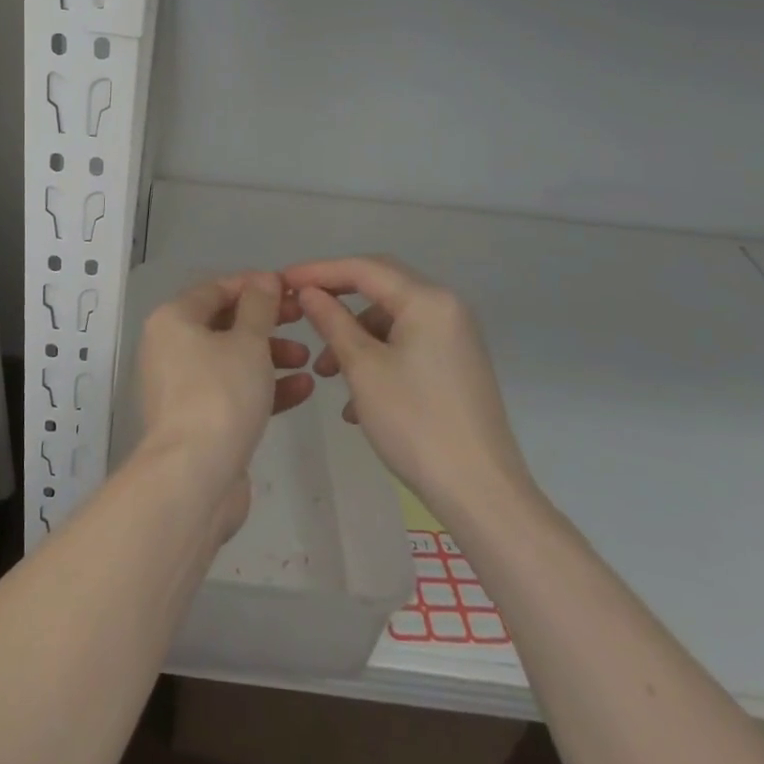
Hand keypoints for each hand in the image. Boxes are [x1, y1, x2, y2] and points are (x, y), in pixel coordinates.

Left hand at [136, 271, 315, 540]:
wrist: (194, 478)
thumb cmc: (220, 394)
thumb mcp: (248, 342)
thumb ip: (259, 306)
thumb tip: (264, 278)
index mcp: (173, 319)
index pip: (216, 289)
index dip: (255, 285)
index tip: (291, 289)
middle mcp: (171, 347)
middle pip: (224, 323)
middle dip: (267, 322)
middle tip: (303, 320)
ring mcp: (182, 386)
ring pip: (231, 359)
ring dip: (270, 356)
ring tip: (308, 360)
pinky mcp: (198, 420)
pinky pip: (233, 391)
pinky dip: (264, 388)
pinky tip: (303, 389)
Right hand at [289, 256, 532, 519]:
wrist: (481, 495)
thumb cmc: (416, 424)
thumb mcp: (363, 368)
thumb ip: (332, 321)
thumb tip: (308, 292)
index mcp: (427, 300)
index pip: (363, 268)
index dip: (318, 271)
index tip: (282, 280)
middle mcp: (446, 307)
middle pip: (379, 285)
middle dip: (336, 297)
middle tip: (298, 307)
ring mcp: (454, 336)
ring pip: (391, 318)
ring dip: (354, 334)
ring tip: (323, 371)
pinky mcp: (455, 364)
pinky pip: (406, 342)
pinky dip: (376, 355)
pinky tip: (354, 397)